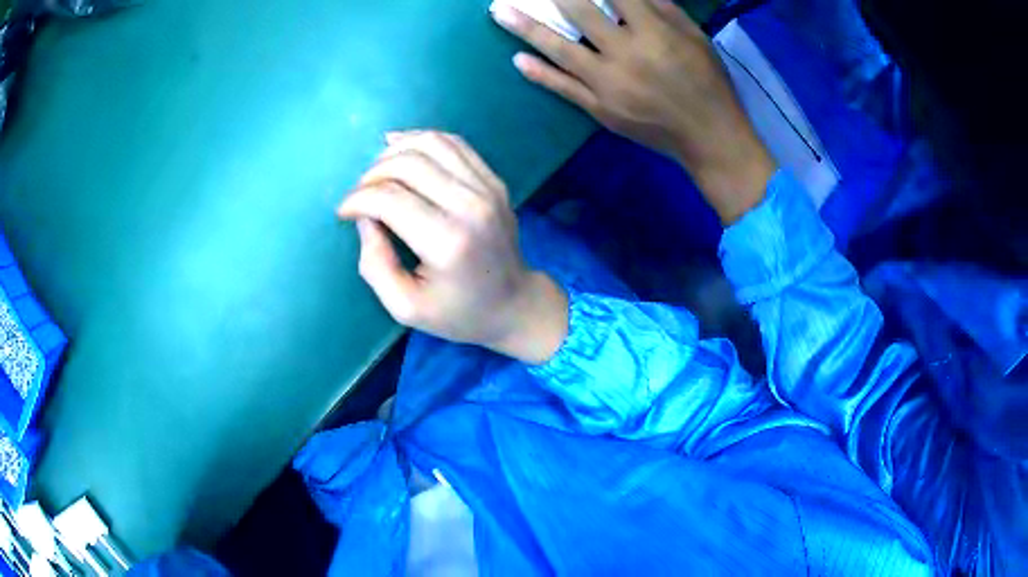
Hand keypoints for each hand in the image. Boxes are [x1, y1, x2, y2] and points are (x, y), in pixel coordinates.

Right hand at [338, 131, 567, 364]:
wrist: (514, 303)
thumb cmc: (458, 313)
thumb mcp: (406, 308)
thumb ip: (376, 265)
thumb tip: (364, 218)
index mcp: (447, 242)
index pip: (389, 199)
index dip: (357, 200)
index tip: (344, 212)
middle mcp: (471, 206)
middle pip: (408, 163)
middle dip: (371, 174)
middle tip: (359, 195)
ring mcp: (487, 188)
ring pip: (431, 143)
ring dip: (395, 150)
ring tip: (377, 171)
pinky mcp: (494, 180)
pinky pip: (454, 143)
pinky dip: (422, 140)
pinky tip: (403, 150)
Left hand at [492, 0, 775, 223]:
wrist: (708, 138)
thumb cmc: (709, 83)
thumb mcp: (695, 38)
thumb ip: (662, 9)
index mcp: (653, 33)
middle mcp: (625, 54)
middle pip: (579, 14)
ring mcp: (607, 84)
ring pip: (560, 50)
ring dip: (525, 28)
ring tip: (498, 12)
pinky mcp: (600, 109)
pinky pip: (563, 88)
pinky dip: (540, 74)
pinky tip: (518, 60)